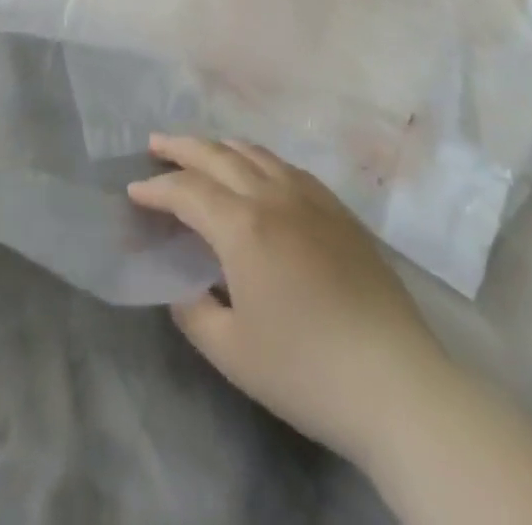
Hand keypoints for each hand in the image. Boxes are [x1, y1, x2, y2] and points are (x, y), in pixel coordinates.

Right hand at [127, 134, 447, 462]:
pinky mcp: (339, 212)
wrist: (399, 386)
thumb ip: (193, 310)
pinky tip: (257, 172)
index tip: (133, 192)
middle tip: (155, 144)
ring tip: (200, 151)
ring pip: (255, 153)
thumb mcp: (231, 351)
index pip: (186, 191)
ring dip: (219, 147)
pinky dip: (258, 160)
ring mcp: (310, 198)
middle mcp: (272, 196)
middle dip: (181, 147)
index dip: (155, 189)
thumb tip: (183, 285)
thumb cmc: (306, 371)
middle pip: (217, 154)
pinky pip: (287, 167)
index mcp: (242, 226)